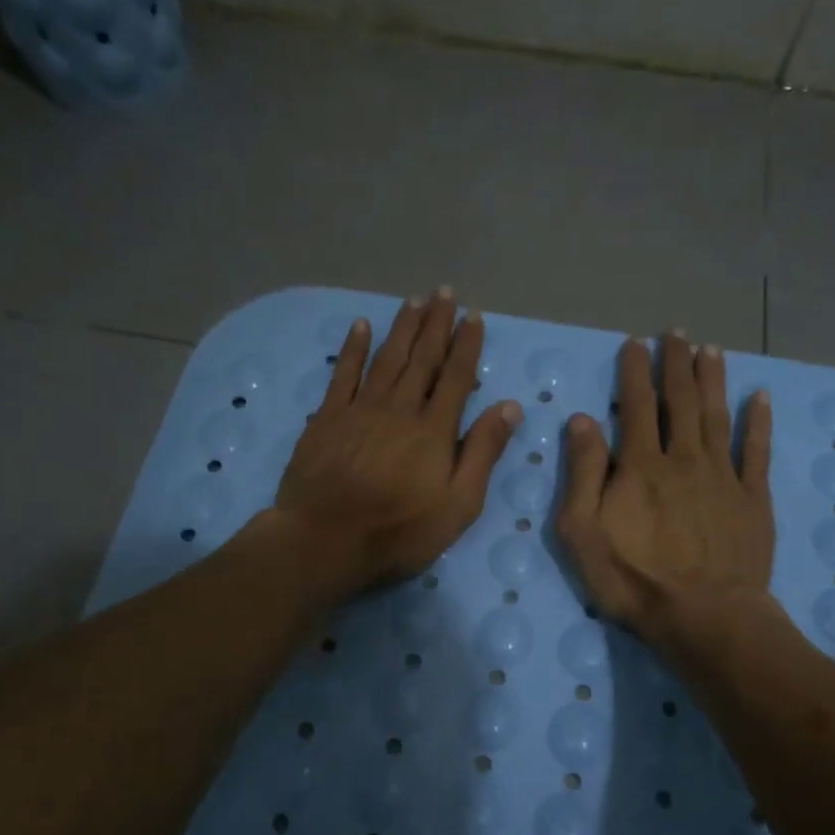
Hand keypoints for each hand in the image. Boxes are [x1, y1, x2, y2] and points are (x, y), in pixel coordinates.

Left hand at [274, 289, 522, 595]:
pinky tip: (360, 326)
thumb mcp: (458, 505)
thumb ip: (483, 453)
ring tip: (414, 300)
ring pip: (386, 358)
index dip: (466, 345)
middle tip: (444, 293)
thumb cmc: (399, 531)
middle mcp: (399, 408)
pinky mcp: (327, 418)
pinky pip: (343, 373)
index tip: (473, 317)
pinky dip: (352, 348)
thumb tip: (509, 406)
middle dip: (436, 324)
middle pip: (421, 358)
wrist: (325, 541)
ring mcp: (360, 409)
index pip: (455, 377)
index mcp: (434, 430)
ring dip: (402, 328)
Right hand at [556, 332, 774, 644]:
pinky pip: (757, 452)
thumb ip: (582, 473)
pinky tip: (760, 398)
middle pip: (680, 401)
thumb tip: (583, 420)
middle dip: (676, 364)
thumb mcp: (583, 531)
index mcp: (640, 465)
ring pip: (717, 416)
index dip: (634, 372)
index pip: (635, 406)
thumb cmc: (633, 579)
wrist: (704, 616)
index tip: (635, 343)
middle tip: (676, 333)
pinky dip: (759, 423)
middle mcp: (683, 459)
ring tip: (711, 350)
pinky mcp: (752, 499)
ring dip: (713, 380)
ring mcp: (723, 477)